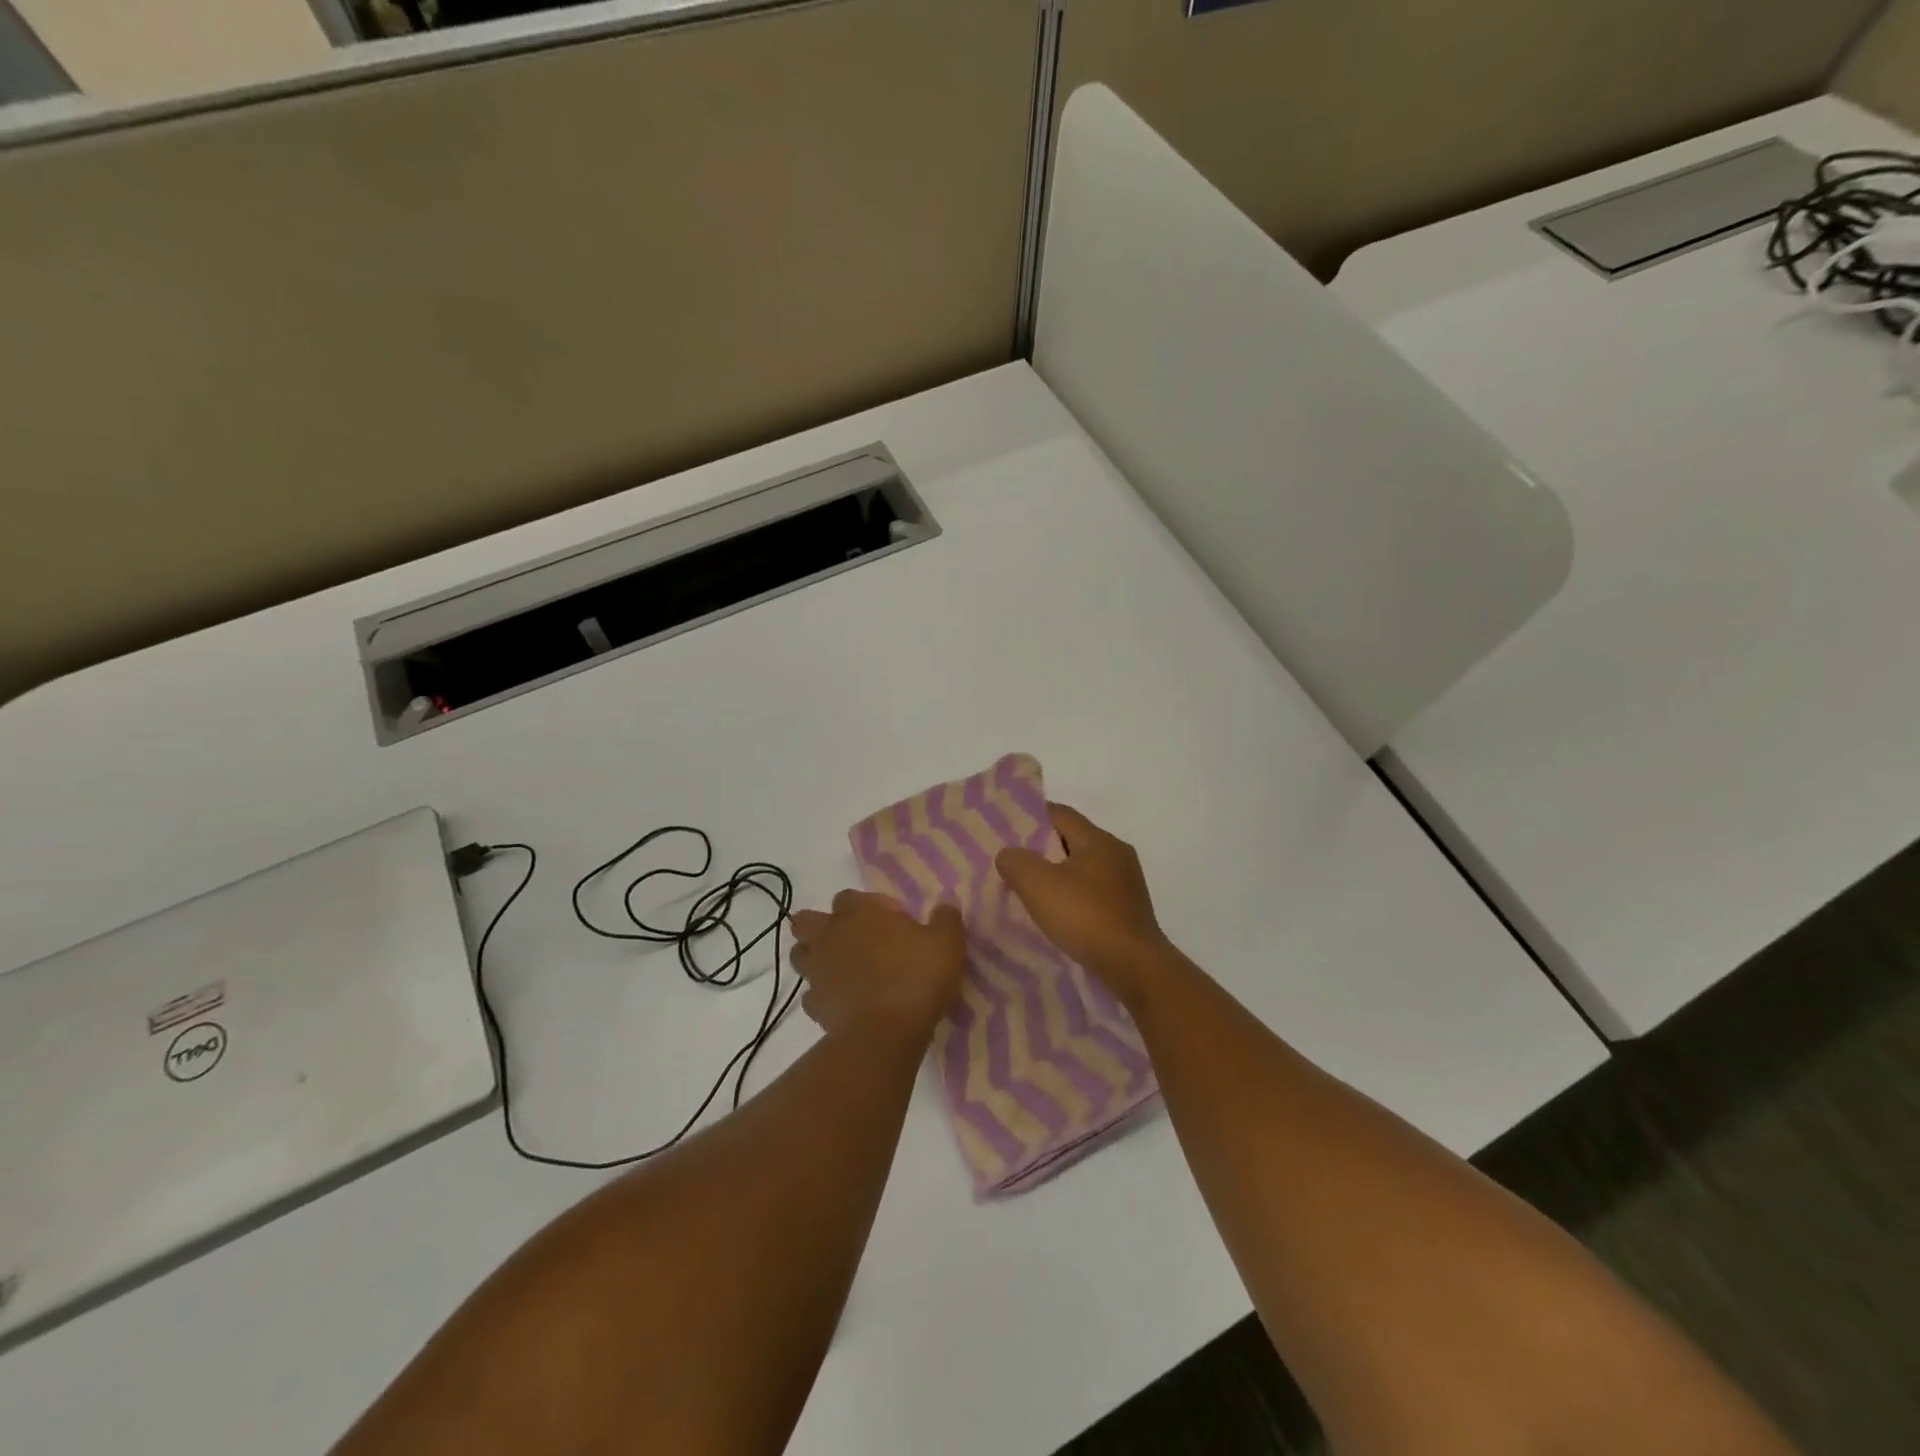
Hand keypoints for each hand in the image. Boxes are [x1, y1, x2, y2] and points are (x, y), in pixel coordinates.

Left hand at [788, 890, 966, 1042]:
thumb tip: (944, 907)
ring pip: (800, 955)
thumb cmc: (917, 976)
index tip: (887, 920)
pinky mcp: (814, 1006)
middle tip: (848, 939)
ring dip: (814, 957)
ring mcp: (818, 971)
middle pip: (807, 921)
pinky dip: (821, 996)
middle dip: (820, 925)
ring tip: (839, 968)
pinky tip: (841, 1003)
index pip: (847, 896)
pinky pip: (810, 995)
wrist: (887, 1032)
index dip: (863, 906)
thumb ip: (945, 919)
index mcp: (860, 913)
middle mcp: (831, 935)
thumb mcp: (947, 942)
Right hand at [996, 804, 1174, 1004]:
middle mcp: (1117, 853)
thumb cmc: (1085, 916)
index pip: (1060, 814)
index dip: (1032, 818)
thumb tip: (1008, 854)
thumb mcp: (1038, 885)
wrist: (1134, 966)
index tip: (1007, 831)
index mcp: (1098, 840)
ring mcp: (1127, 882)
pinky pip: (1094, 891)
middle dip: (1043, 849)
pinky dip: (1074, 896)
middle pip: (1073, 840)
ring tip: (1032, 891)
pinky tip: (1060, 914)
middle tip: (1015, 863)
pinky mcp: (1130, 908)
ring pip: (1084, 867)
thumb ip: (1016, 862)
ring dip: (1059, 875)